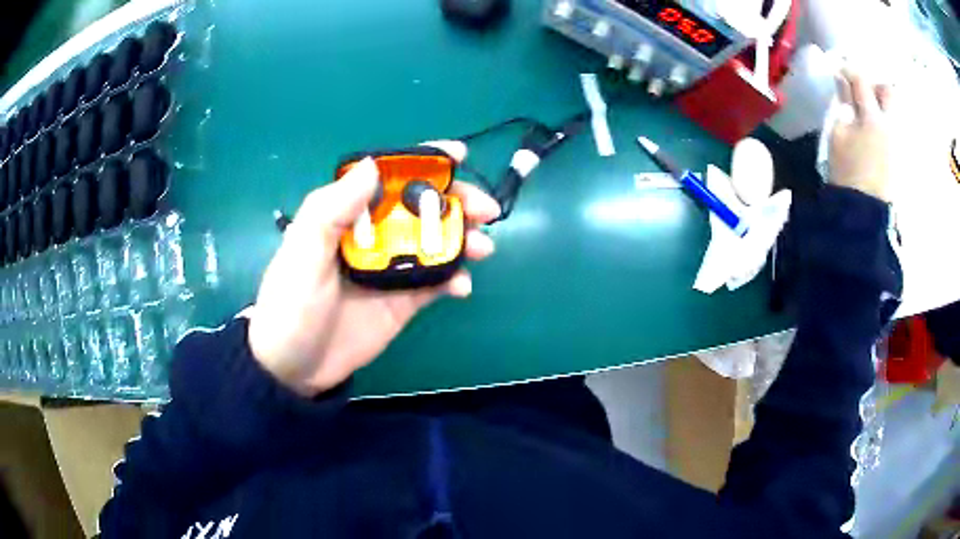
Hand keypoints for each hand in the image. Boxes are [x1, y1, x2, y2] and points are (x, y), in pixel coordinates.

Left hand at [247, 145, 499, 395]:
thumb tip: (372, 166)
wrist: (293, 368)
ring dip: (463, 239)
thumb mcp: (302, 253)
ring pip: (436, 243)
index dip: (423, 161)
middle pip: (421, 208)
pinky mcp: (402, 301)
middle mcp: (373, 235)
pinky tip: (461, 288)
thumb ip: (332, 210)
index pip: (389, 177)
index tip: (458, 154)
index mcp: (346, 214)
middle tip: (485, 210)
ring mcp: (391, 269)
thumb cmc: (290, 305)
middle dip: (457, 202)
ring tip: (482, 248)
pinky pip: (436, 283)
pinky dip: (455, 280)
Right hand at [829, 68, 893, 201]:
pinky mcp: (904, 160)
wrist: (865, 215)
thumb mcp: (838, 135)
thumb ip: (843, 105)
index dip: (850, 72)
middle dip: (877, 87)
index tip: (841, 72)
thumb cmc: (848, 172)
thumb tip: (843, 83)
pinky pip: (900, 132)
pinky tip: (882, 135)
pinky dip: (891, 126)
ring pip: (898, 113)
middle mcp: (891, 125)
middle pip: (889, 93)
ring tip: (874, 116)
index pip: (861, 81)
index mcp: (872, 117)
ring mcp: (901, 143)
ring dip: (886, 108)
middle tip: (866, 94)